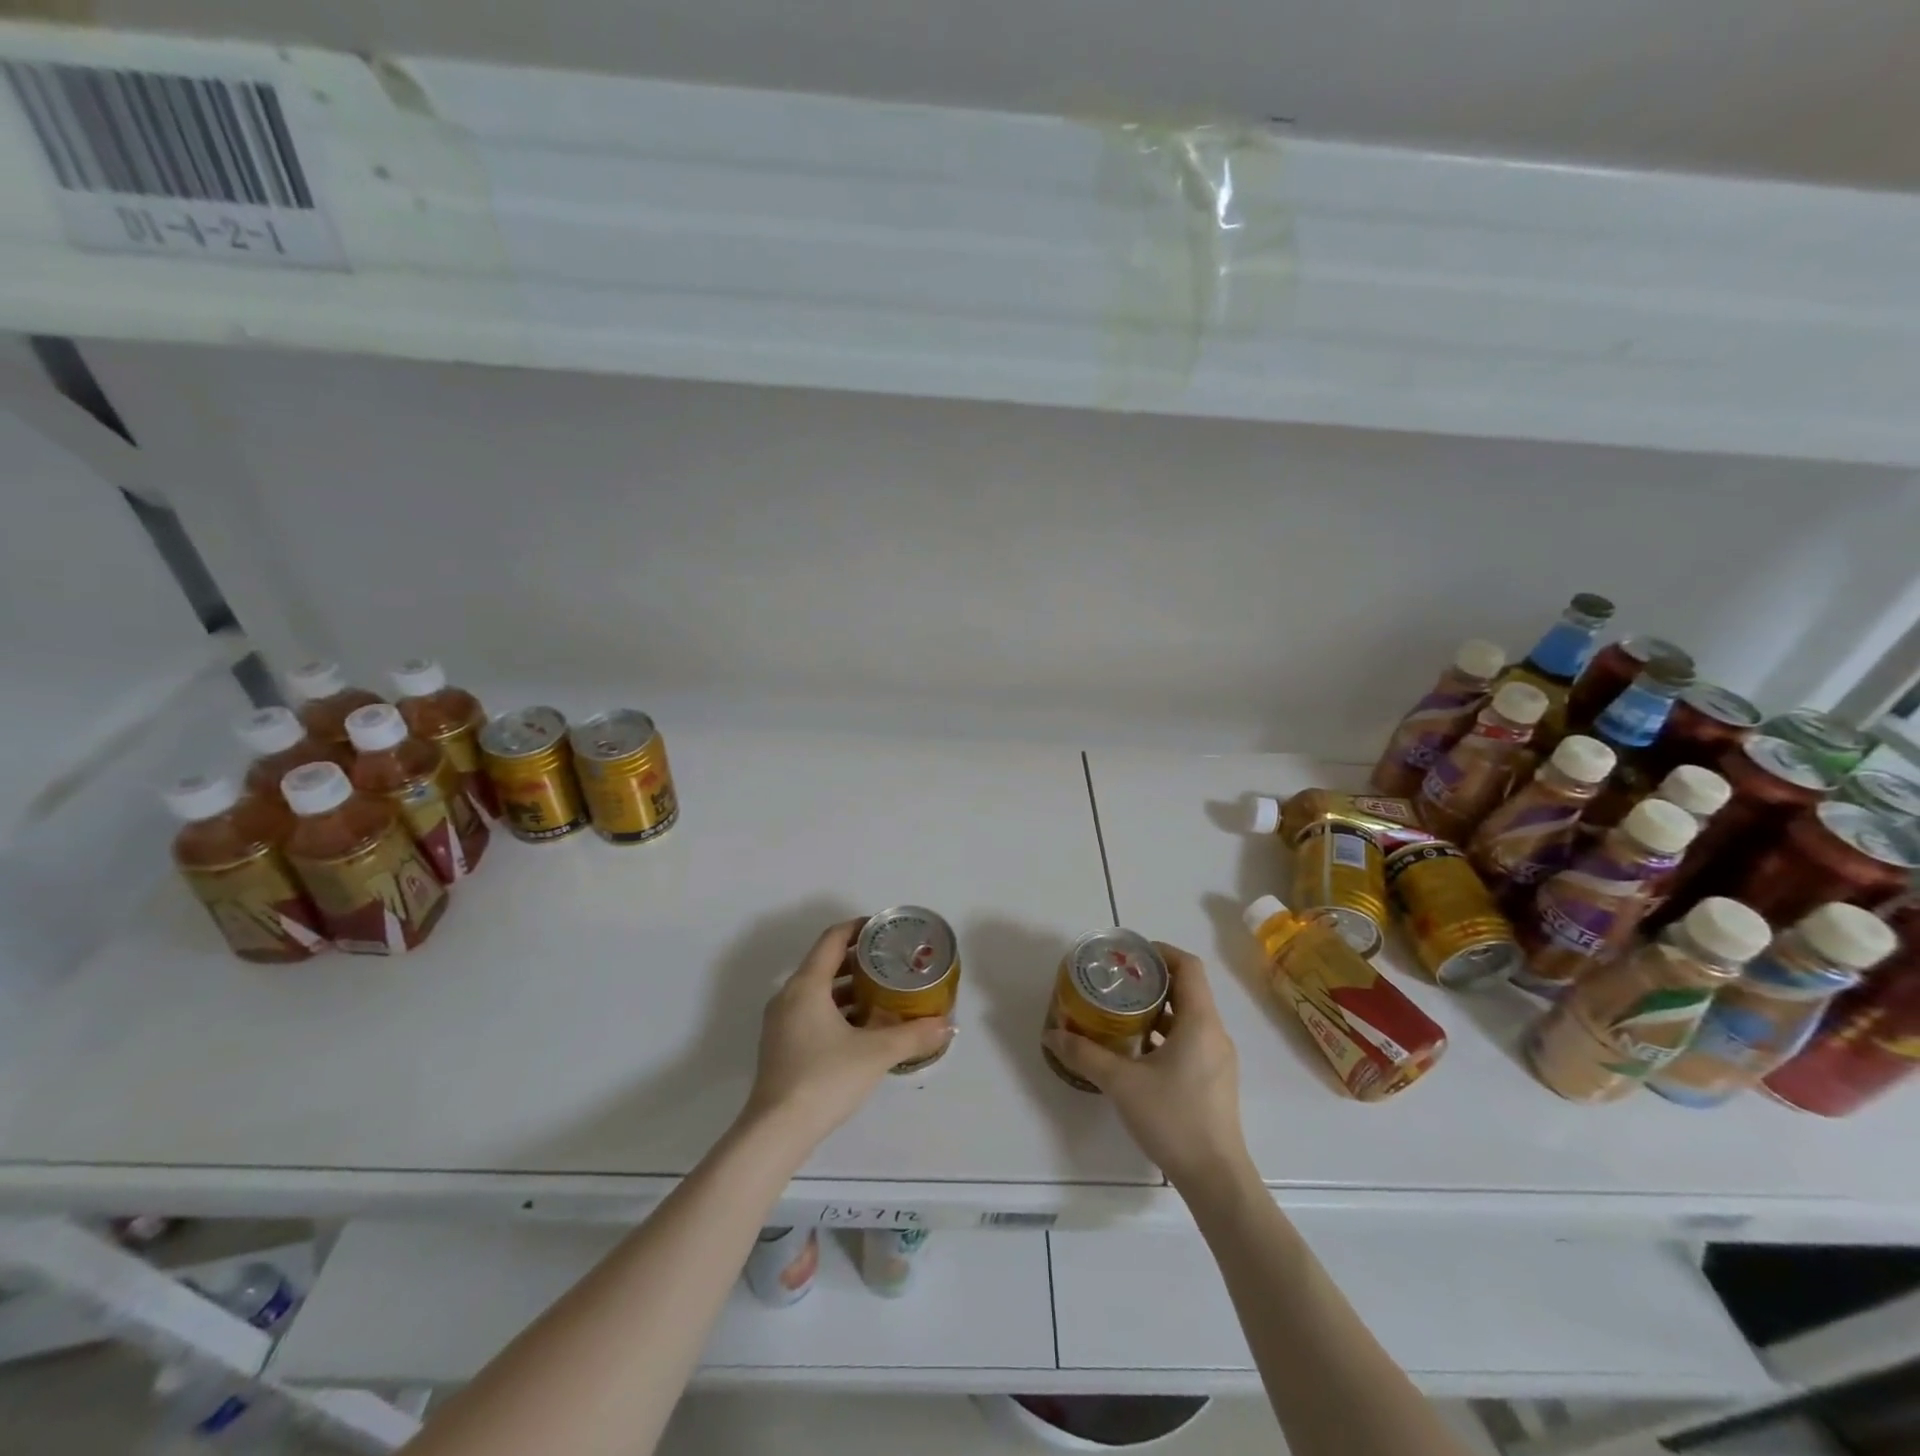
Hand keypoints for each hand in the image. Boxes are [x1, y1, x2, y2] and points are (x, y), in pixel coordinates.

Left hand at [742, 918, 953, 1145]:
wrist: (776, 1131)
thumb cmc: (825, 1079)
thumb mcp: (876, 1054)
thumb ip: (913, 1035)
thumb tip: (947, 1025)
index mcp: (807, 985)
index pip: (833, 938)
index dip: (859, 927)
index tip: (885, 928)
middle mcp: (789, 996)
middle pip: (825, 962)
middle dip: (859, 959)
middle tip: (892, 962)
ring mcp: (781, 1022)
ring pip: (818, 990)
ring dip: (849, 987)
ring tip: (883, 993)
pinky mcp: (781, 1044)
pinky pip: (811, 1011)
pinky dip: (836, 1009)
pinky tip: (863, 1027)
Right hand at [1042, 943, 1253, 1194]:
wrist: (1216, 1179)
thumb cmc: (1173, 1119)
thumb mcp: (1121, 1083)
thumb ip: (1085, 1055)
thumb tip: (1051, 1034)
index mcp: (1200, 1022)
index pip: (1188, 966)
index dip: (1160, 952)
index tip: (1130, 955)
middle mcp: (1214, 1032)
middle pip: (1187, 989)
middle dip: (1151, 980)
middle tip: (1116, 981)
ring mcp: (1217, 1058)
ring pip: (1188, 1016)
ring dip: (1157, 1008)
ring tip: (1120, 1012)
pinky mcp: (1213, 1079)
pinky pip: (1190, 1039)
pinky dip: (1165, 1033)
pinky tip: (1136, 1050)